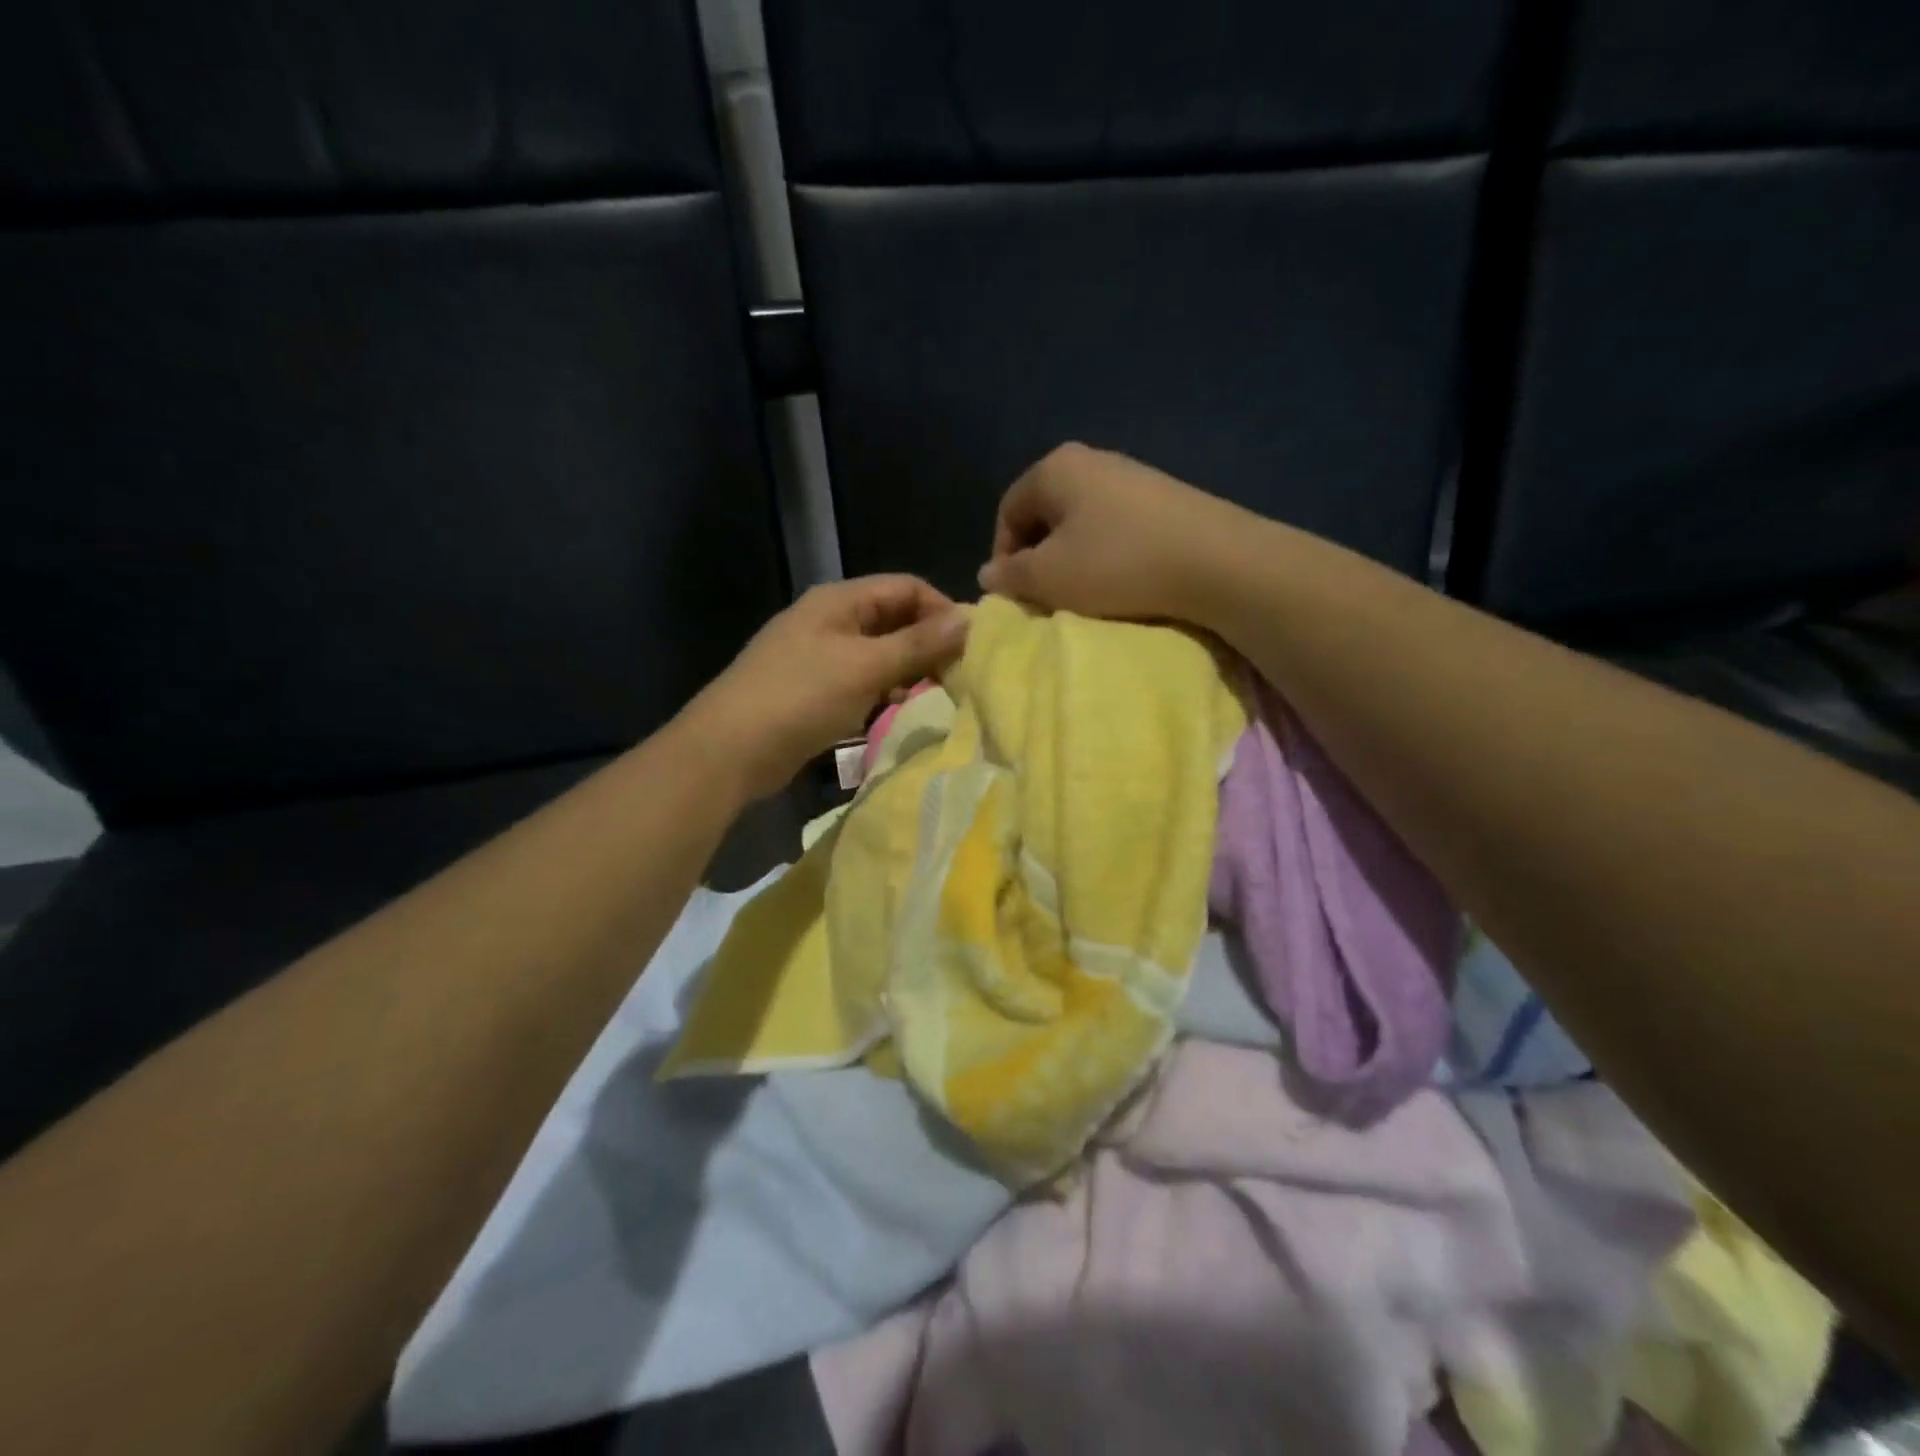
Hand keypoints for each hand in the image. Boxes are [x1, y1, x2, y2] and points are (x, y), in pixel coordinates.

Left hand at [687, 576, 968, 799]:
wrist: (729, 750)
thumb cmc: (800, 697)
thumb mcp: (865, 667)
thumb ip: (918, 644)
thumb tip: (971, 619)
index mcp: (840, 600)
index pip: (906, 587)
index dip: (942, 610)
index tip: (971, 646)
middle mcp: (830, 621)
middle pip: (894, 620)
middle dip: (928, 644)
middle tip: (959, 677)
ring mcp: (819, 657)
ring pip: (879, 654)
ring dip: (908, 672)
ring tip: (936, 698)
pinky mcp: (813, 691)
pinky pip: (861, 682)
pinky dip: (884, 693)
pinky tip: (899, 713)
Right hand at [976, 443, 1253, 624]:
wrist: (1216, 562)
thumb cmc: (1116, 564)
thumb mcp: (1049, 577)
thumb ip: (1010, 575)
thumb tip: (988, 573)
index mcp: (1055, 467)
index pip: (1008, 511)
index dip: (1003, 555)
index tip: (1014, 593)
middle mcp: (1091, 459)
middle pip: (1045, 514)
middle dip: (1039, 557)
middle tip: (1046, 596)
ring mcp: (1132, 476)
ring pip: (1082, 523)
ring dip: (1073, 560)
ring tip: (1084, 594)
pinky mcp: (1165, 498)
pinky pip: (1116, 528)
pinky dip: (1107, 556)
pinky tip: (1120, 581)